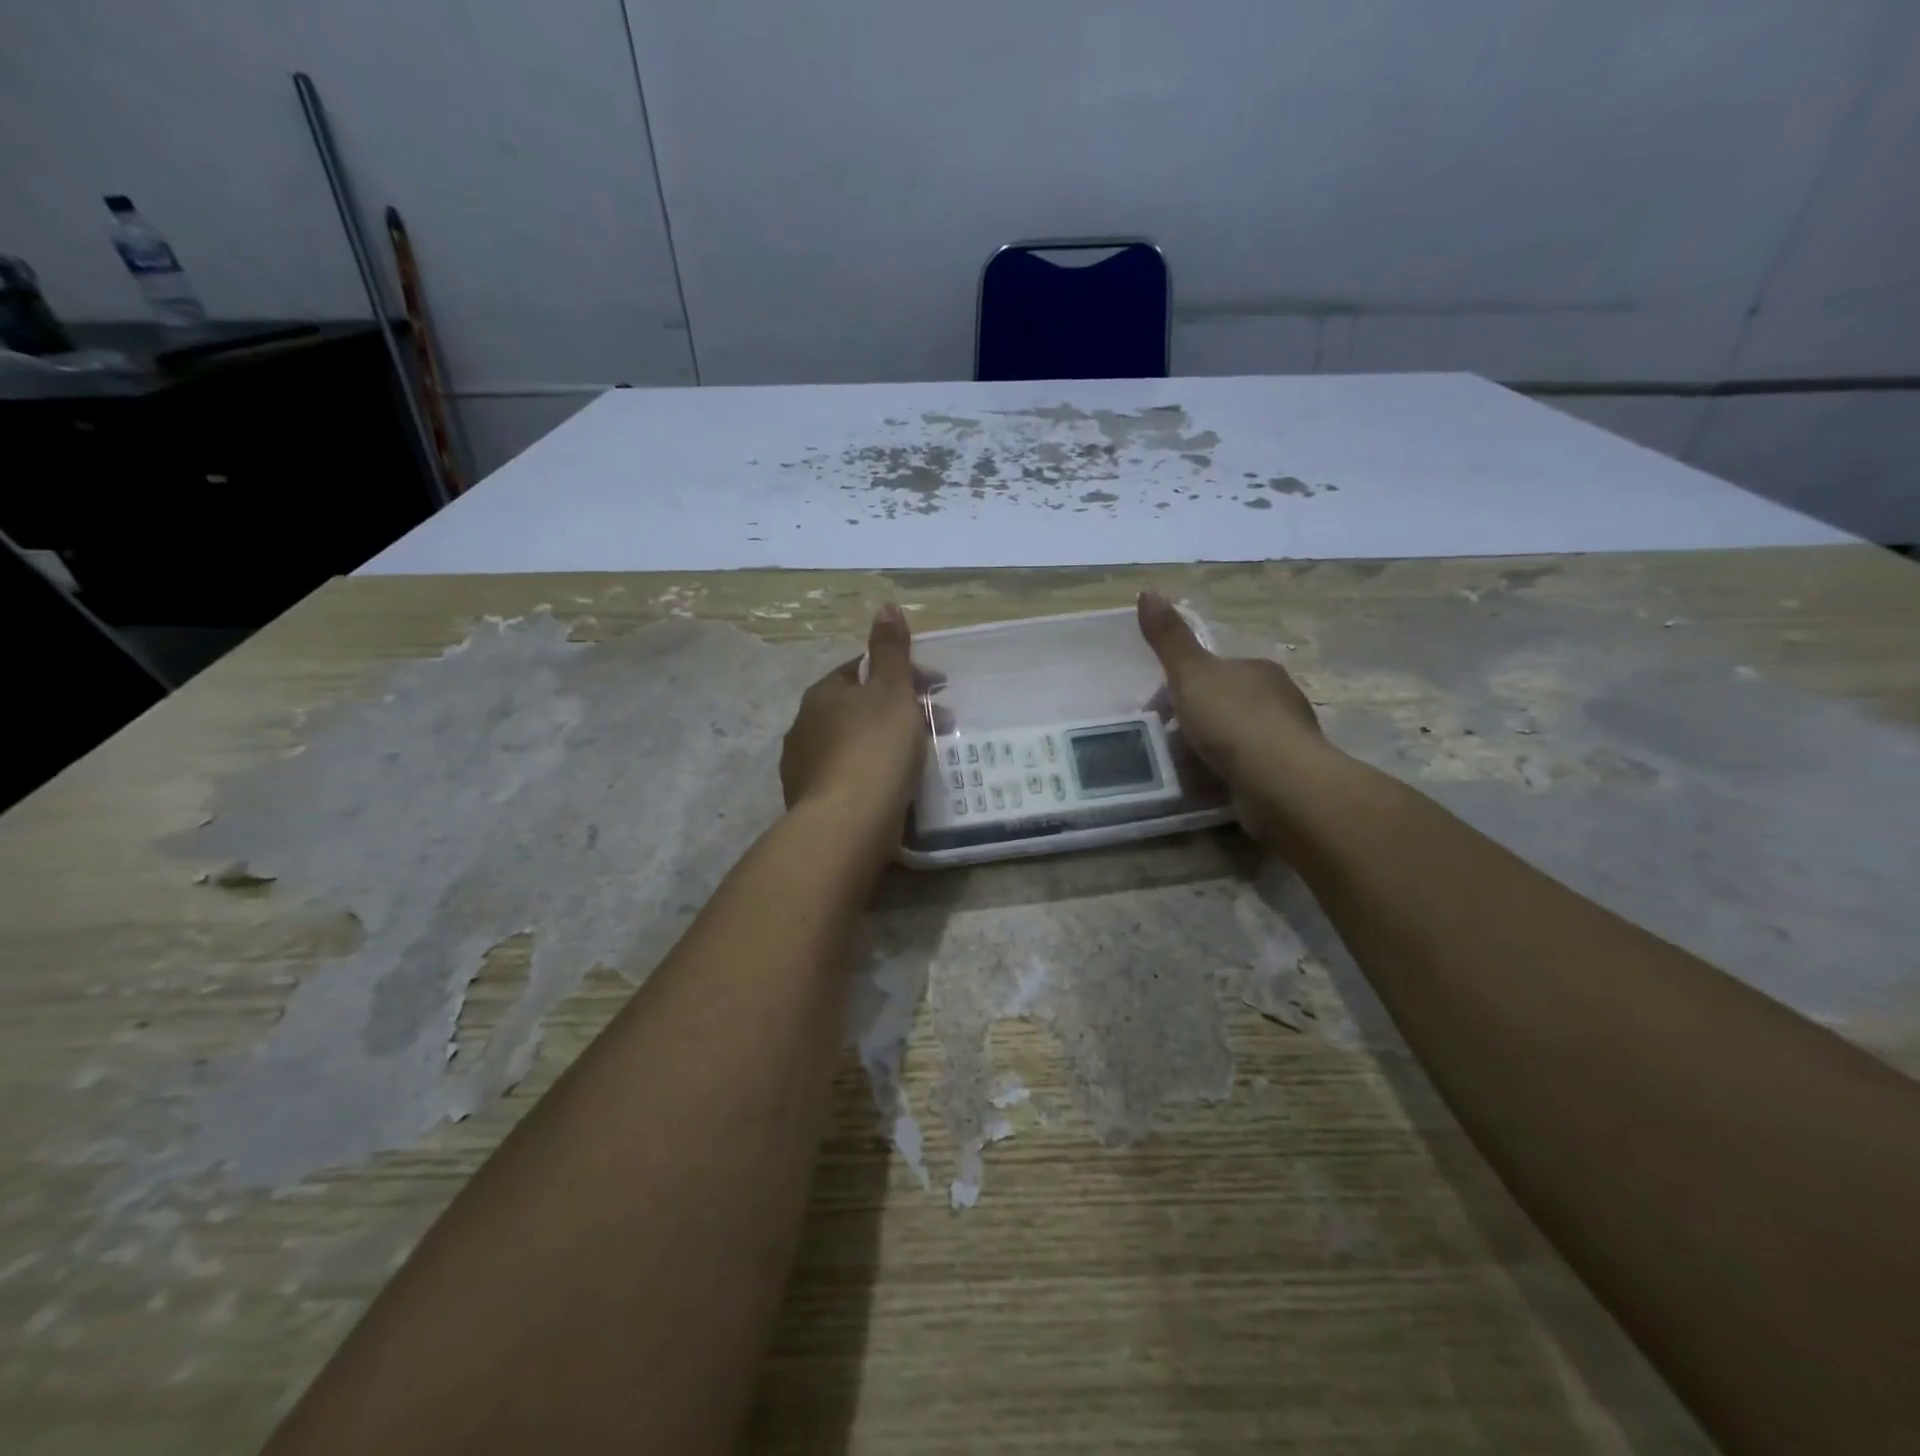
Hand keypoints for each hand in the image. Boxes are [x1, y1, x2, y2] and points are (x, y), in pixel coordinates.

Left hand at [780, 605, 928, 830]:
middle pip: (858, 709)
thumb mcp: (892, 691)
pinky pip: (848, 778)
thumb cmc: (875, 749)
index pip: (861, 670)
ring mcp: (803, 768)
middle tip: (939, 726)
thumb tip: (885, 605)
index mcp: (822, 695)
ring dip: (885, 745)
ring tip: (921, 761)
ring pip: (853, 745)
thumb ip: (890, 650)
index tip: (936, 688)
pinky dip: (872, 776)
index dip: (901, 674)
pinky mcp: (811, 804)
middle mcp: (804, 727)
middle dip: (898, 712)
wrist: (847, 825)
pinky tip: (893, 789)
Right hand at [1137, 589, 1327, 787]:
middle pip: (1225, 703)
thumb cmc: (1233, 720)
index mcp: (1258, 669)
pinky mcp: (1287, 775)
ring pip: (1237, 737)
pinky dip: (1226, 773)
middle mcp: (1279, 698)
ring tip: (1181, 768)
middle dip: (1196, 719)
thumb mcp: (1191, 674)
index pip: (1214, 671)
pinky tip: (1208, 785)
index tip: (1156, 711)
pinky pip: (1247, 768)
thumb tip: (1147, 590)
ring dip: (1210, 749)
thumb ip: (1169, 638)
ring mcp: (1286, 738)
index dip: (1180, 687)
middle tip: (1165, 742)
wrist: (1279, 780)